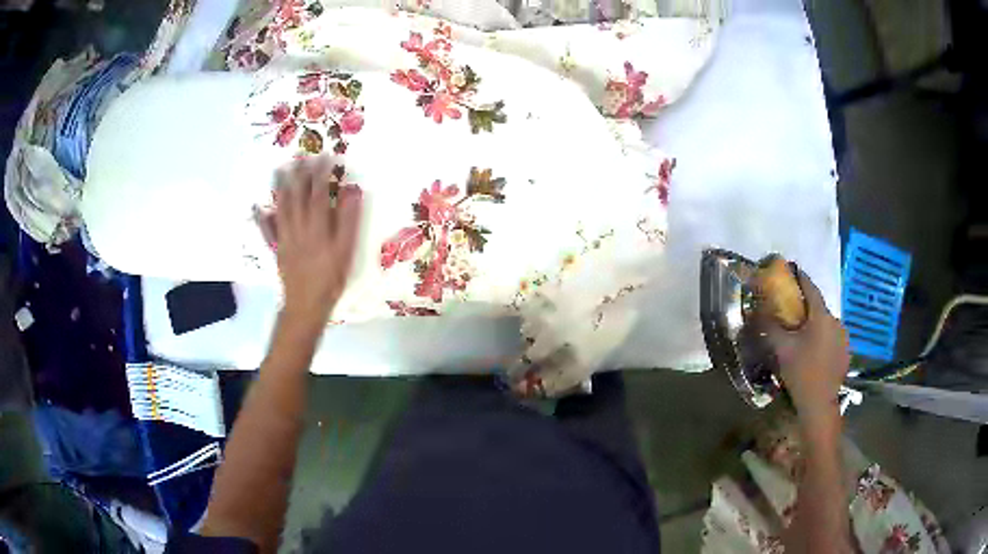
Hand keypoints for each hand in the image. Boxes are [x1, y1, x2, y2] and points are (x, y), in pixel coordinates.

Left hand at [256, 156, 362, 325]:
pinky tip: (257, 207)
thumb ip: (349, 220)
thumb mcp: (346, 251)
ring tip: (280, 169)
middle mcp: (298, 227)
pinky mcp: (277, 248)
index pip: (318, 193)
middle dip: (299, 174)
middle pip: (297, 196)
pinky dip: (261, 217)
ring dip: (280, 187)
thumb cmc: (331, 279)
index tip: (325, 156)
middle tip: (300, 155)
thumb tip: (351, 192)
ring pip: (281, 207)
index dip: (321, 173)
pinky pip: (267, 230)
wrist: (306, 305)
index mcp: (318, 227)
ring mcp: (285, 237)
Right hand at [758, 269, 849, 423]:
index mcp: (821, 316)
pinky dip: (822, 337)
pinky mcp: (846, 351)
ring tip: (802, 334)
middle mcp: (836, 321)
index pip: (810, 287)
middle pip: (818, 307)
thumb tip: (755, 310)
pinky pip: (832, 336)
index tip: (791, 270)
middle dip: (805, 306)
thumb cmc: (801, 372)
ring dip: (814, 324)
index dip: (800, 277)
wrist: (819, 404)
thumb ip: (769, 326)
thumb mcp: (781, 349)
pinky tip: (814, 350)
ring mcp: (844, 337)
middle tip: (792, 311)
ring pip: (826, 323)